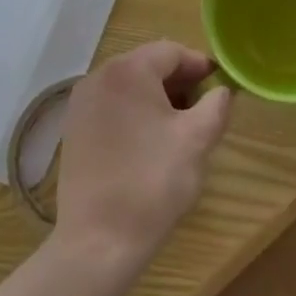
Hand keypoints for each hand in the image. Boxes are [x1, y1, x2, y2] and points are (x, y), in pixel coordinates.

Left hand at [54, 41, 231, 273]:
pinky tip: (148, 143)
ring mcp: (81, 104)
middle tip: (201, 108)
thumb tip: (222, 91)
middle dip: (178, 81)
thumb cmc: (152, 183)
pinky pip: (111, 106)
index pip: (172, 52)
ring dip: (156, 97)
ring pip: (129, 86)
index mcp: (129, 70)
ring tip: (178, 127)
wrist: (97, 244)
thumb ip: (216, 106)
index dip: (199, 66)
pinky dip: (133, 113)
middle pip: (148, 65)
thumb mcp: (197, 141)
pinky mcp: (73, 130)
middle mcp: (99, 77)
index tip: (219, 86)